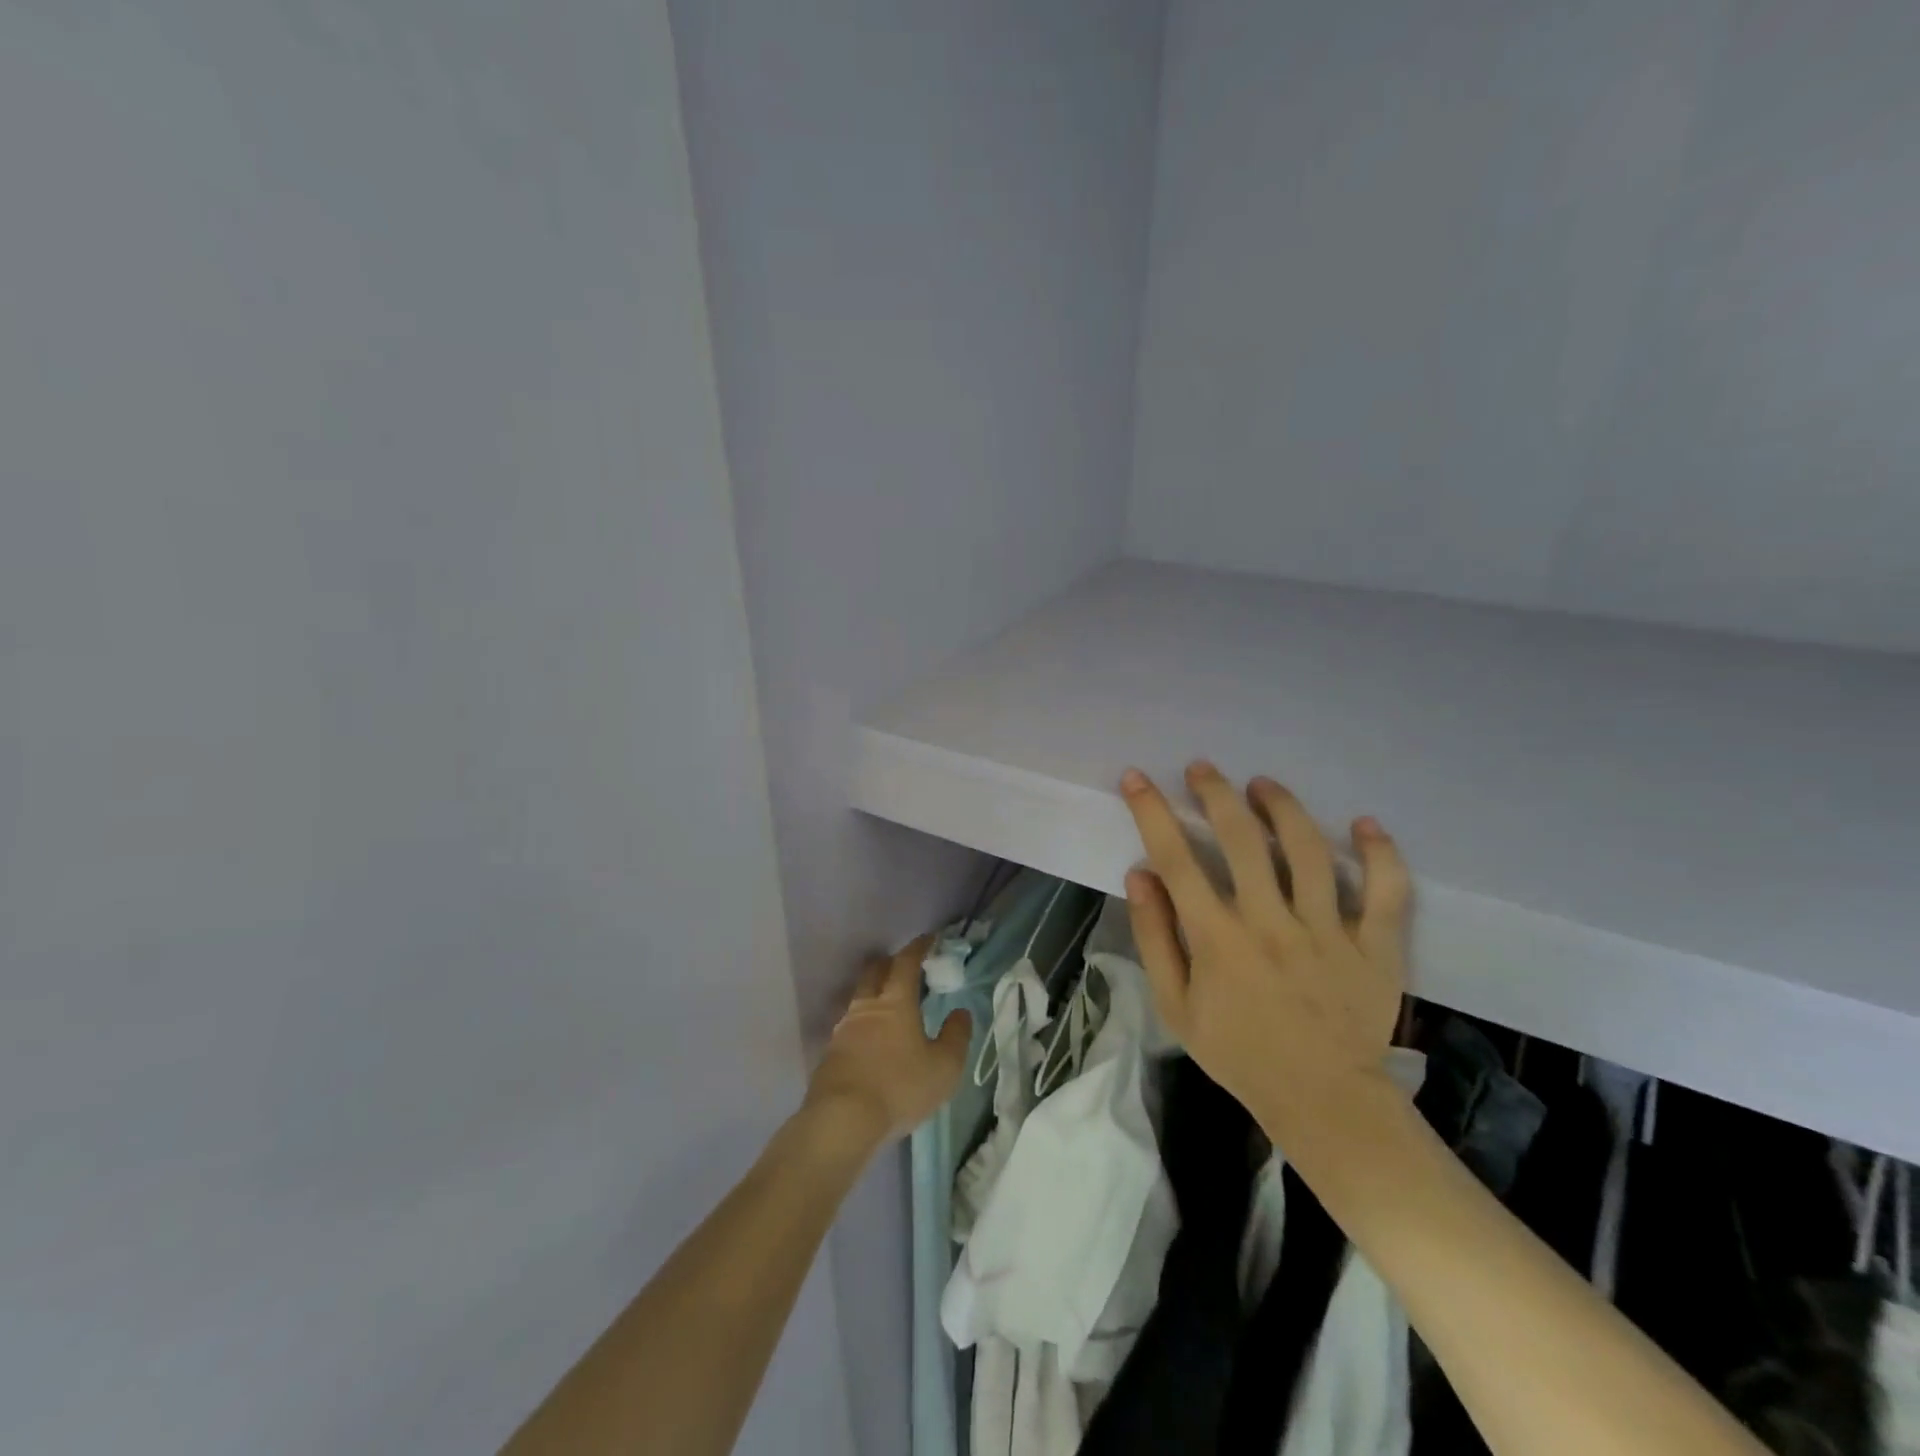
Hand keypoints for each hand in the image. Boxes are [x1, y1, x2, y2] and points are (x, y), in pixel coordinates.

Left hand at [803, 934, 970, 1149]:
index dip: (918, 947)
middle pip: (875, 971)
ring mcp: (843, 1028)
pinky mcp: (830, 1052)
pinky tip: (871, 1039)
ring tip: (889, 1005)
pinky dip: (863, 1022)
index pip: (906, 962)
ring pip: (859, 997)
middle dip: (890, 962)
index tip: (929, 939)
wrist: (842, 1120)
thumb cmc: (899, 1087)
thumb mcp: (944, 1067)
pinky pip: (849, 1024)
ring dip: (874, 992)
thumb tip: (960, 1012)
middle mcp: (866, 1006)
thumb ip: (956, 1036)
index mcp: (895, 1001)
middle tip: (905, 967)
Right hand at [1119, 763, 1411, 1145]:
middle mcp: (1270, 923)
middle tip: (1202, 769)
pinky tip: (1364, 824)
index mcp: (1217, 939)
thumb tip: (1140, 875)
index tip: (1136, 778)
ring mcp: (1328, 932)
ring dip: (1281, 807)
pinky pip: (1386, 891)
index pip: (1176, 859)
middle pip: (1241, 838)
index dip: (1152, 812)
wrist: (1323, 1102)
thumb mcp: (1175, 1006)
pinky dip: (1380, 853)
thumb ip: (1155, 938)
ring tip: (1262, 785)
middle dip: (1215, 792)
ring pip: (1308, 850)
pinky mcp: (1376, 946)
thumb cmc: (1239, 1053)